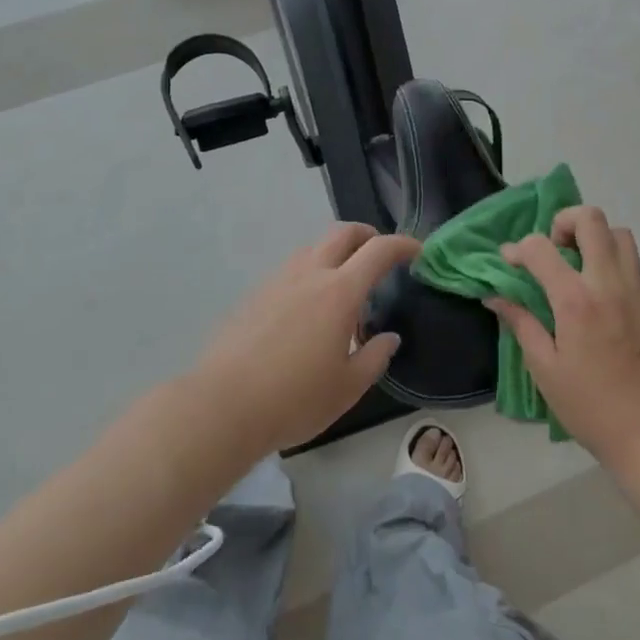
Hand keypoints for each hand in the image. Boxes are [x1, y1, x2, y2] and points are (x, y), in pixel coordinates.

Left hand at [191, 223, 418, 455]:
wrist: (222, 406)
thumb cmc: (294, 399)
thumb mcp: (347, 388)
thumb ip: (374, 358)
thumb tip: (388, 338)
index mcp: (339, 292)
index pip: (379, 250)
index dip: (403, 245)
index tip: (417, 252)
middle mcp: (309, 274)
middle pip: (343, 233)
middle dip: (367, 235)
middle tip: (380, 254)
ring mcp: (277, 281)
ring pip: (312, 248)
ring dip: (335, 253)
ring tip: (342, 285)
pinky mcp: (254, 295)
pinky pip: (290, 270)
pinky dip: (309, 273)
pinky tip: (306, 309)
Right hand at [488, 206, 639, 469]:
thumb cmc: (589, 406)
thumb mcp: (544, 368)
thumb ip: (521, 323)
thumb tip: (494, 296)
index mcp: (576, 301)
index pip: (540, 248)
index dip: (518, 249)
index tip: (509, 262)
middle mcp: (610, 284)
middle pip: (591, 219)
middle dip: (564, 222)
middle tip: (554, 250)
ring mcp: (639, 290)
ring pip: (620, 234)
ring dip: (595, 239)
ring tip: (580, 267)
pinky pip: (636, 264)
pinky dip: (616, 264)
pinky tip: (605, 294)